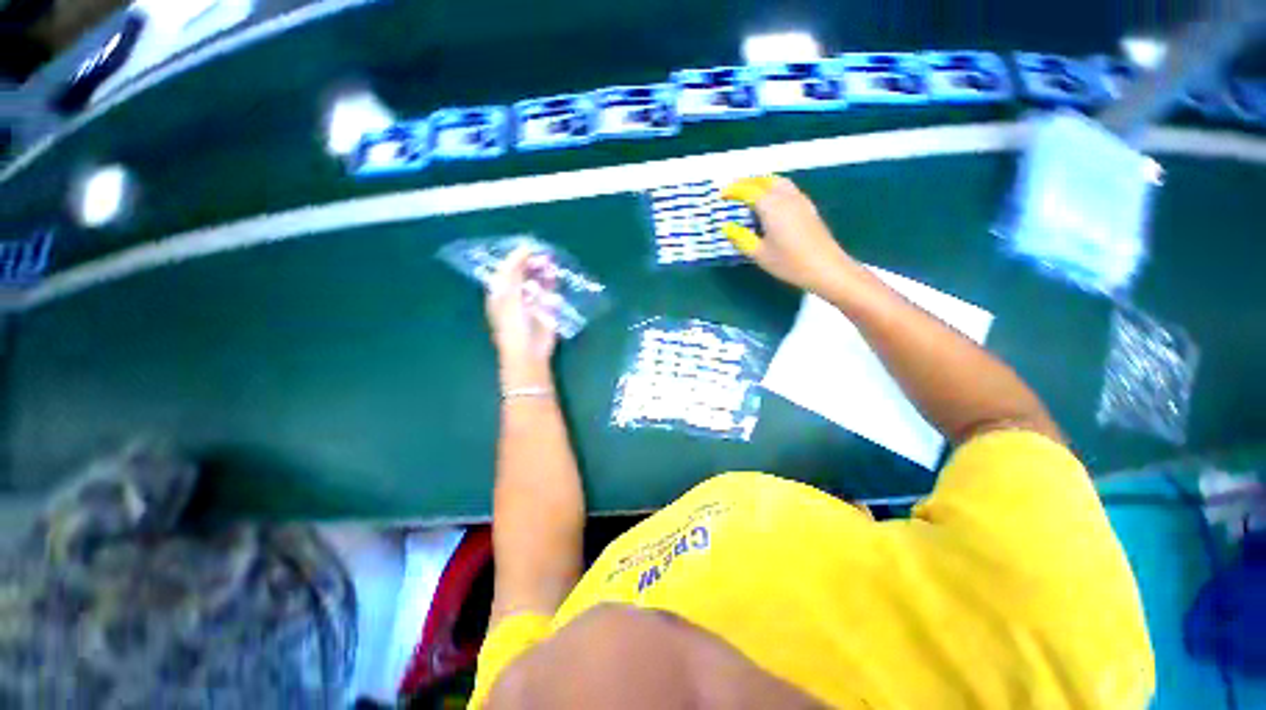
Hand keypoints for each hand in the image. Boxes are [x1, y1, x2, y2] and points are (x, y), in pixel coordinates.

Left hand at [486, 247, 557, 386]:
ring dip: (543, 271)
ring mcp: (532, 302)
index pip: (507, 269)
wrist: (529, 351)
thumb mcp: (509, 294)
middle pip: (523, 273)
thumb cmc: (513, 323)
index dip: (516, 257)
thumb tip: (525, 248)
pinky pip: (550, 291)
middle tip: (543, 257)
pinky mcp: (547, 309)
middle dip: (532, 263)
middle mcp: (515, 295)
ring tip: (550, 263)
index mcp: (500, 292)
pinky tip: (554, 275)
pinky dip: (551, 283)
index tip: (529, 247)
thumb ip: (514, 270)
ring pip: (537, 280)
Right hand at [719, 175, 858, 297]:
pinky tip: (770, 202)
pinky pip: (788, 189)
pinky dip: (774, 188)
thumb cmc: (789, 263)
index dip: (733, 191)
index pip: (748, 191)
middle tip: (733, 191)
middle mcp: (786, 197)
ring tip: (750, 193)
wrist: (826, 268)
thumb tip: (726, 226)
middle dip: (747, 182)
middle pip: (765, 180)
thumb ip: (741, 238)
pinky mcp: (808, 208)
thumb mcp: (759, 254)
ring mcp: (800, 200)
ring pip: (778, 182)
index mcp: (771, 207)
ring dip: (762, 183)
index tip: (721, 195)